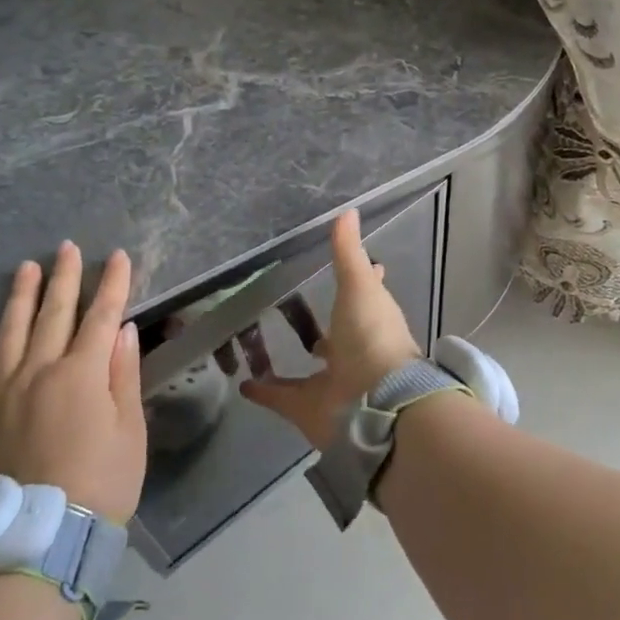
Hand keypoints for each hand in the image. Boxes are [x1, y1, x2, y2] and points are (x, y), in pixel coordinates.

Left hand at [0, 242, 146, 522]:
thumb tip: (122, 328)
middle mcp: (40, 371)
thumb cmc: (103, 481)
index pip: (101, 316)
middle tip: (67, 247)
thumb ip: (123, 374)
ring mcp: (4, 391)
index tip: (117, 256)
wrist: (43, 534)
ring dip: (20, 296)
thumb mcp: (130, 429)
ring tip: (27, 267)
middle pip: (55, 314)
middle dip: (65, 277)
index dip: (112, 284)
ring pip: (11, 331)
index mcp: (82, 373)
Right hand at [240, 209, 420, 450]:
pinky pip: (281, 398)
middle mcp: (354, 352)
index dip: (358, 281)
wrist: (376, 401)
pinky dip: (263, 391)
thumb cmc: (372, 335)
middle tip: (290, 306)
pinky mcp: (308, 409)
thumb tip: (348, 210)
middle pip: (335, 337)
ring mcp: (332, 382)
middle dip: (322, 327)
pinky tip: (243, 383)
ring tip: (259, 344)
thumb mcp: (359, 286)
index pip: (364, 296)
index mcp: (370, 321)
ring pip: (307, 371)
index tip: (342, 269)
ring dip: (290, 361)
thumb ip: (348, 252)